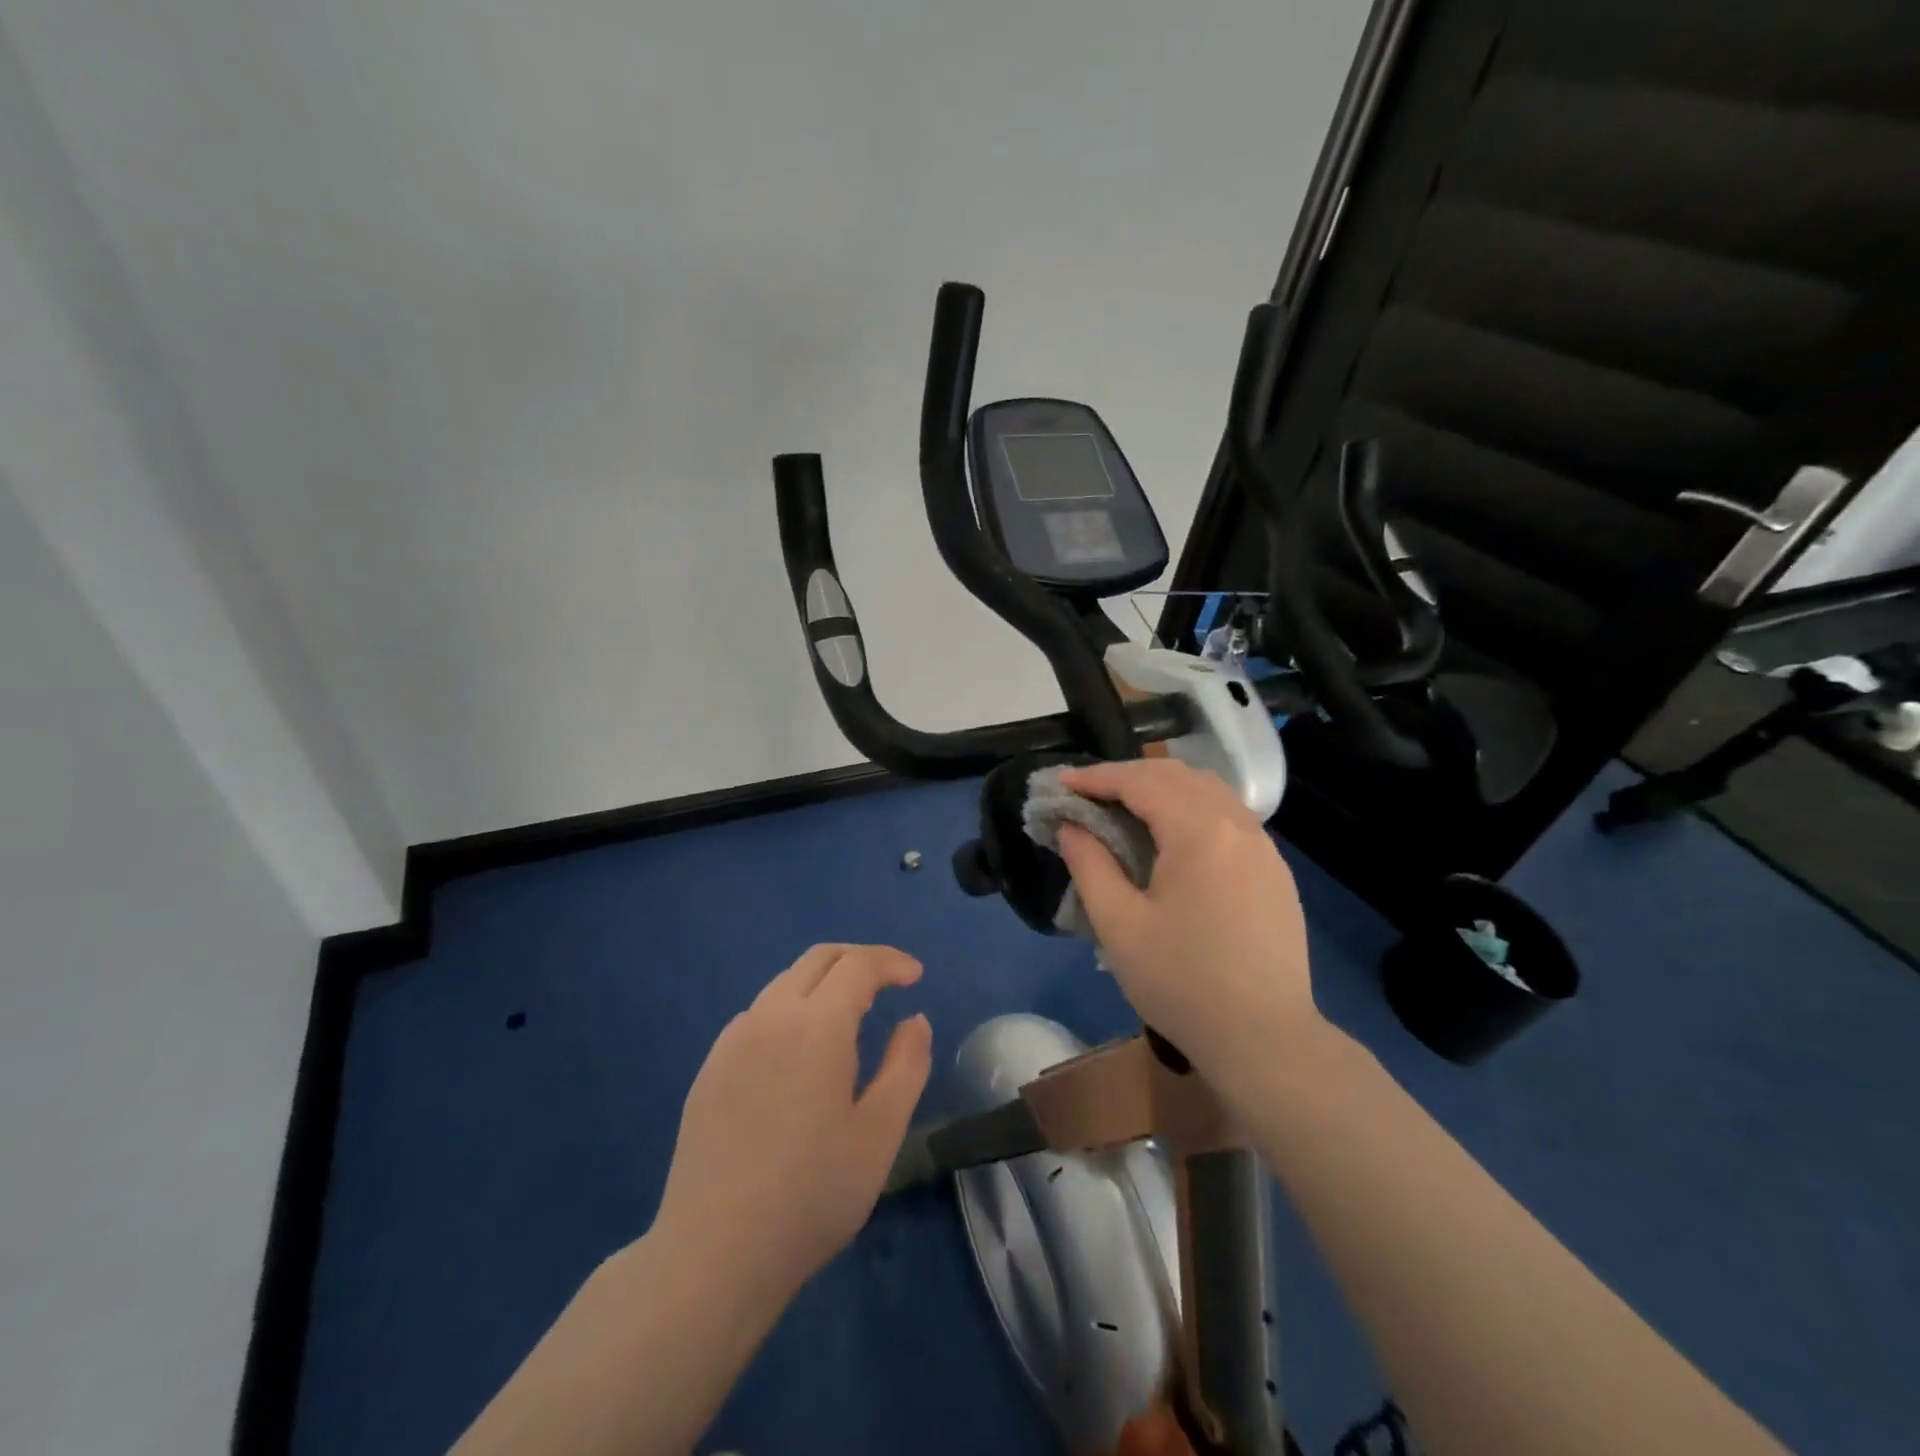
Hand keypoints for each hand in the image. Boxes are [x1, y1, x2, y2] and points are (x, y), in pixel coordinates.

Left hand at [653, 944, 932, 1302]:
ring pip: (784, 983)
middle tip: (887, 982)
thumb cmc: (812, 1194)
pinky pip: (758, 1015)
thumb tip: (914, 1020)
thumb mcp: (880, 1133)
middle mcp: (770, 1016)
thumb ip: (906, 1065)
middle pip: (818, 959)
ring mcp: (732, 1040)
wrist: (714, 1254)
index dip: (891, 962)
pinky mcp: (709, 1069)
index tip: (916, 977)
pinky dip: (791, 1009)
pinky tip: (798, 1053)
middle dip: (858, 960)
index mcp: (816, 1024)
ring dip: (823, 982)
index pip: (858, 964)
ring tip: (848, 1016)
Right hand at [1054, 759, 1322, 1097]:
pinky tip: (1172, 836)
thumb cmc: (1182, 983)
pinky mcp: (1275, 870)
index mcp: (1199, 832)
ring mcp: (1264, 847)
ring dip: (1162, 787)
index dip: (1096, 776)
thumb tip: (1071, 826)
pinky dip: (1191, 808)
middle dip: (1127, 775)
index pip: (1140, 782)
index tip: (1060, 782)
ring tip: (1125, 806)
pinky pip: (1229, 817)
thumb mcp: (1119, 926)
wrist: (1265, 1040)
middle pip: (1177, 776)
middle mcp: (1237, 825)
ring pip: (1208, 791)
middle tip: (1087, 792)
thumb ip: (1089, 865)